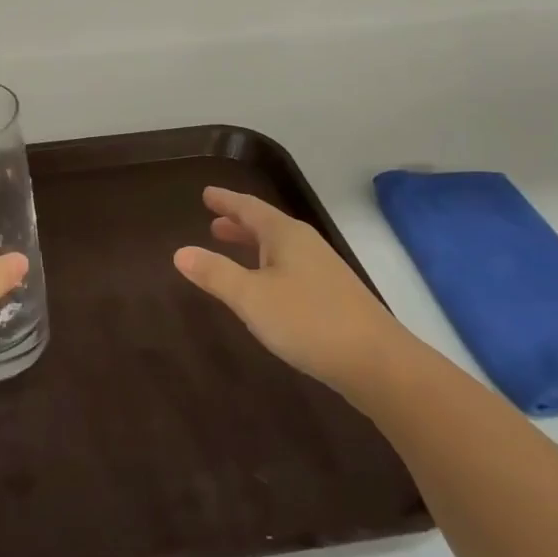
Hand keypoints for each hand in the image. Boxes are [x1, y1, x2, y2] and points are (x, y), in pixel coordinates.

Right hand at [174, 186, 408, 401]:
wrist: (377, 362)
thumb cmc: (308, 321)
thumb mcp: (251, 298)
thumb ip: (215, 274)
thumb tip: (180, 252)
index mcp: (285, 235)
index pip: (249, 208)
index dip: (226, 201)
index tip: (206, 193)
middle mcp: (306, 244)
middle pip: (267, 225)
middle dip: (239, 223)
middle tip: (214, 222)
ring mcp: (324, 270)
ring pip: (280, 248)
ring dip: (254, 245)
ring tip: (232, 250)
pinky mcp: (334, 295)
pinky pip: (291, 267)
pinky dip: (269, 265)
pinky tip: (266, 287)